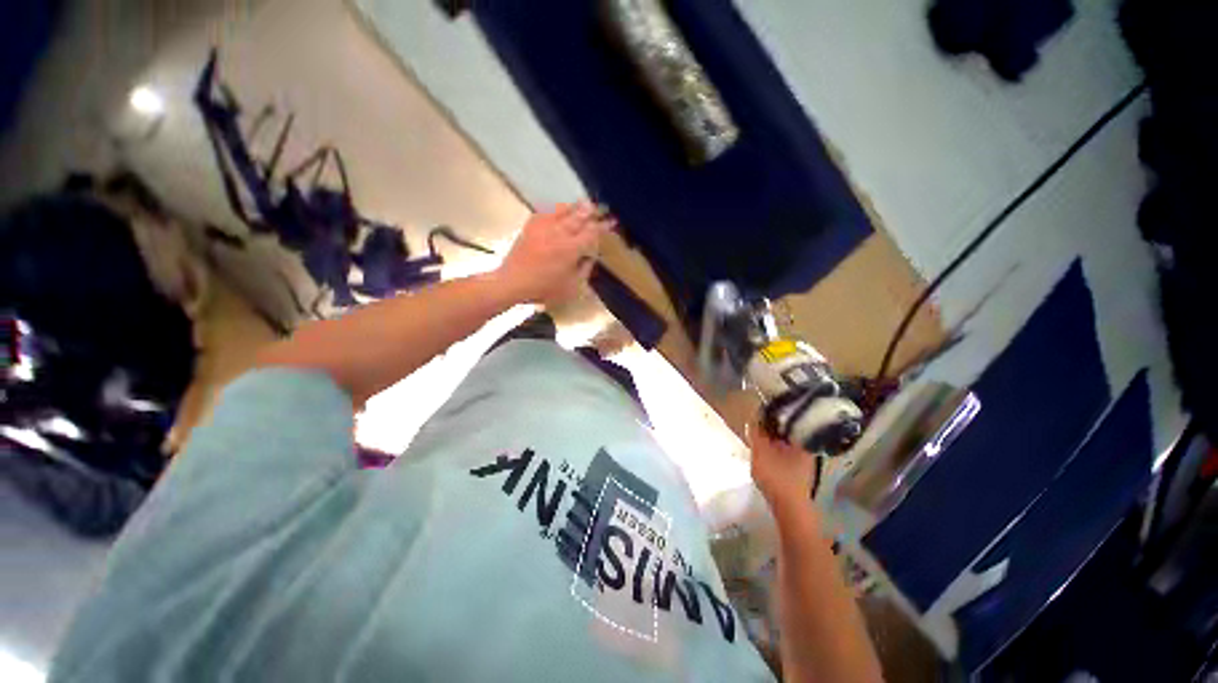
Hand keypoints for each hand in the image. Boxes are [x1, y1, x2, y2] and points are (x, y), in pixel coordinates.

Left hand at [497, 201, 615, 306]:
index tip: (612, 221)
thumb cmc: (544, 289)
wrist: (513, 282)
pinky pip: (546, 212)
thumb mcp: (572, 287)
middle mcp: (559, 233)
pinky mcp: (531, 227)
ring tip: (583, 204)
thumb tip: (590, 257)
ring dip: (575, 207)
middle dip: (591, 211)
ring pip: (562, 210)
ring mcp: (543, 228)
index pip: (591, 233)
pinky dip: (556, 210)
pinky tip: (559, 211)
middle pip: (579, 217)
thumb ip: (584, 270)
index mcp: (571, 249)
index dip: (603, 226)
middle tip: (600, 207)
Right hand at [749, 424, 816, 514]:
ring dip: (774, 441)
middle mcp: (807, 448)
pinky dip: (778, 452)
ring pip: (787, 444)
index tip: (759, 416)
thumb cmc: (776, 477)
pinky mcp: (802, 473)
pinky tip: (769, 455)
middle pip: (787, 432)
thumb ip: (756, 434)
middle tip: (757, 427)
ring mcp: (807, 462)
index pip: (786, 420)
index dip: (771, 416)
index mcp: (801, 440)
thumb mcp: (760, 452)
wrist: (791, 509)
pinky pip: (788, 455)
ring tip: (760, 440)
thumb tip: (754, 420)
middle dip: (772, 429)